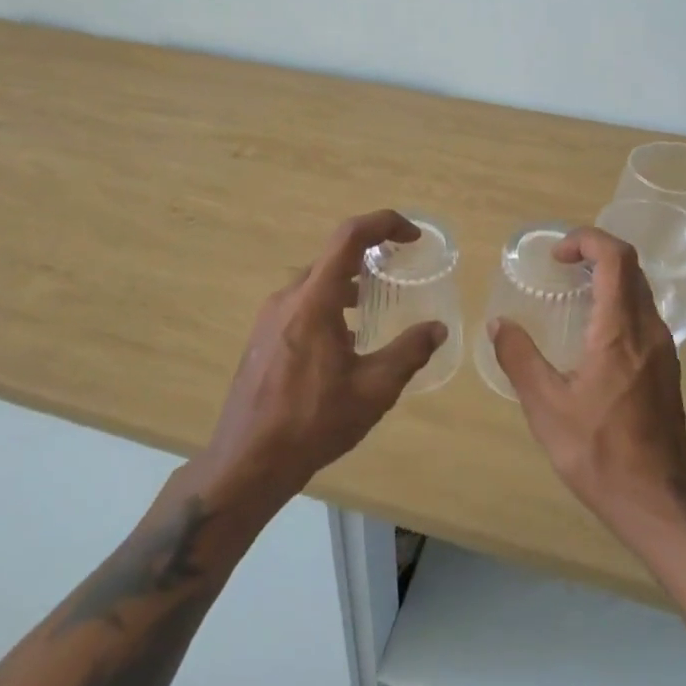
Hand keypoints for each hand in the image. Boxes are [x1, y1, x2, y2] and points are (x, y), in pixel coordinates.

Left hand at [198, 210, 445, 508]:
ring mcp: (269, 318)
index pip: (349, 237)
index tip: (412, 237)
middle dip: (370, 257)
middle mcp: (288, 298)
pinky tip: (344, 342)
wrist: (247, 462)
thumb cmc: (313, 423)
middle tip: (400, 274)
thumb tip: (438, 329)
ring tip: (375, 309)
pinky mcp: (262, 337)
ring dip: (349, 285)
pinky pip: (301, 304)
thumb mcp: (374, 389)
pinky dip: (329, 305)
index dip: (384, 223)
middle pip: (333, 258)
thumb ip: (409, 352)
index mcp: (314, 301)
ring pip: (316, 283)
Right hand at [489, 226, 685, 531]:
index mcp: (620, 331)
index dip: (587, 240)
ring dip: (609, 278)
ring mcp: (665, 349)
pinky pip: (645, 315)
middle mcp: (650, 330)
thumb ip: (519, 358)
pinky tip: (593, 332)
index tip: (556, 255)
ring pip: (641, 291)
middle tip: (561, 266)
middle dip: (596, 253)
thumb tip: (499, 323)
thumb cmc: (597, 451)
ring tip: (573, 293)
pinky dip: (619, 303)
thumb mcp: (546, 407)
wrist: (656, 499)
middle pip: (631, 268)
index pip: (616, 258)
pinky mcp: (668, 368)